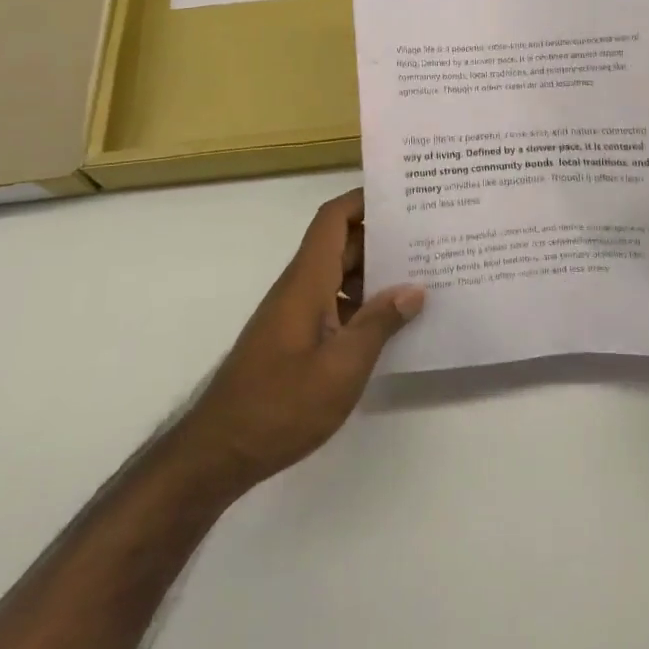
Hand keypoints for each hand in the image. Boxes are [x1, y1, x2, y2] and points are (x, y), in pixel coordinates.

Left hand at [174, 190, 423, 500]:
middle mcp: (300, 287)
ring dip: (375, 273)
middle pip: (342, 245)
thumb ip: (379, 324)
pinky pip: (334, 303)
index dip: (363, 200)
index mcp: (307, 281)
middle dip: (382, 236)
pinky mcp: (296, 339)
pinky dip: (363, 304)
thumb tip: (414, 289)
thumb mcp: (342, 367)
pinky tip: (392, 323)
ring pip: (339, 276)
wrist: (220, 452)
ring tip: (421, 277)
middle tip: (427, 237)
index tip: (401, 196)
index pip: (332, 220)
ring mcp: (296, 314)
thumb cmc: (281, 405)